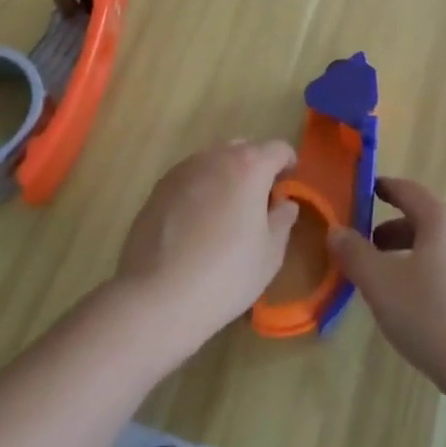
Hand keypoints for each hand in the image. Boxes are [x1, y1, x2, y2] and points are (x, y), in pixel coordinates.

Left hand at [112, 140, 298, 359]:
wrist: (156, 298)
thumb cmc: (225, 275)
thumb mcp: (269, 255)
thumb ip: (283, 220)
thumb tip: (284, 203)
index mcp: (250, 166)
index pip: (278, 149)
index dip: (288, 163)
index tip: (289, 184)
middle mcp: (217, 156)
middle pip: (245, 148)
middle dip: (256, 167)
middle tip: (258, 200)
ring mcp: (184, 169)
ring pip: (214, 160)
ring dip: (226, 176)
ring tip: (225, 211)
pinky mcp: (159, 187)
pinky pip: (190, 177)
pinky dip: (201, 189)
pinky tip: (196, 224)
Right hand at [328, 176, 445, 388]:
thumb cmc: (431, 316)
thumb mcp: (381, 285)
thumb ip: (355, 254)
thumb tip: (336, 230)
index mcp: (443, 218)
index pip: (409, 191)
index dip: (385, 188)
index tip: (368, 190)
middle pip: (426, 219)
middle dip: (395, 230)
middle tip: (370, 248)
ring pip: (442, 245)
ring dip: (414, 253)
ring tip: (392, 280)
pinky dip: (435, 271)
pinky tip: (423, 304)